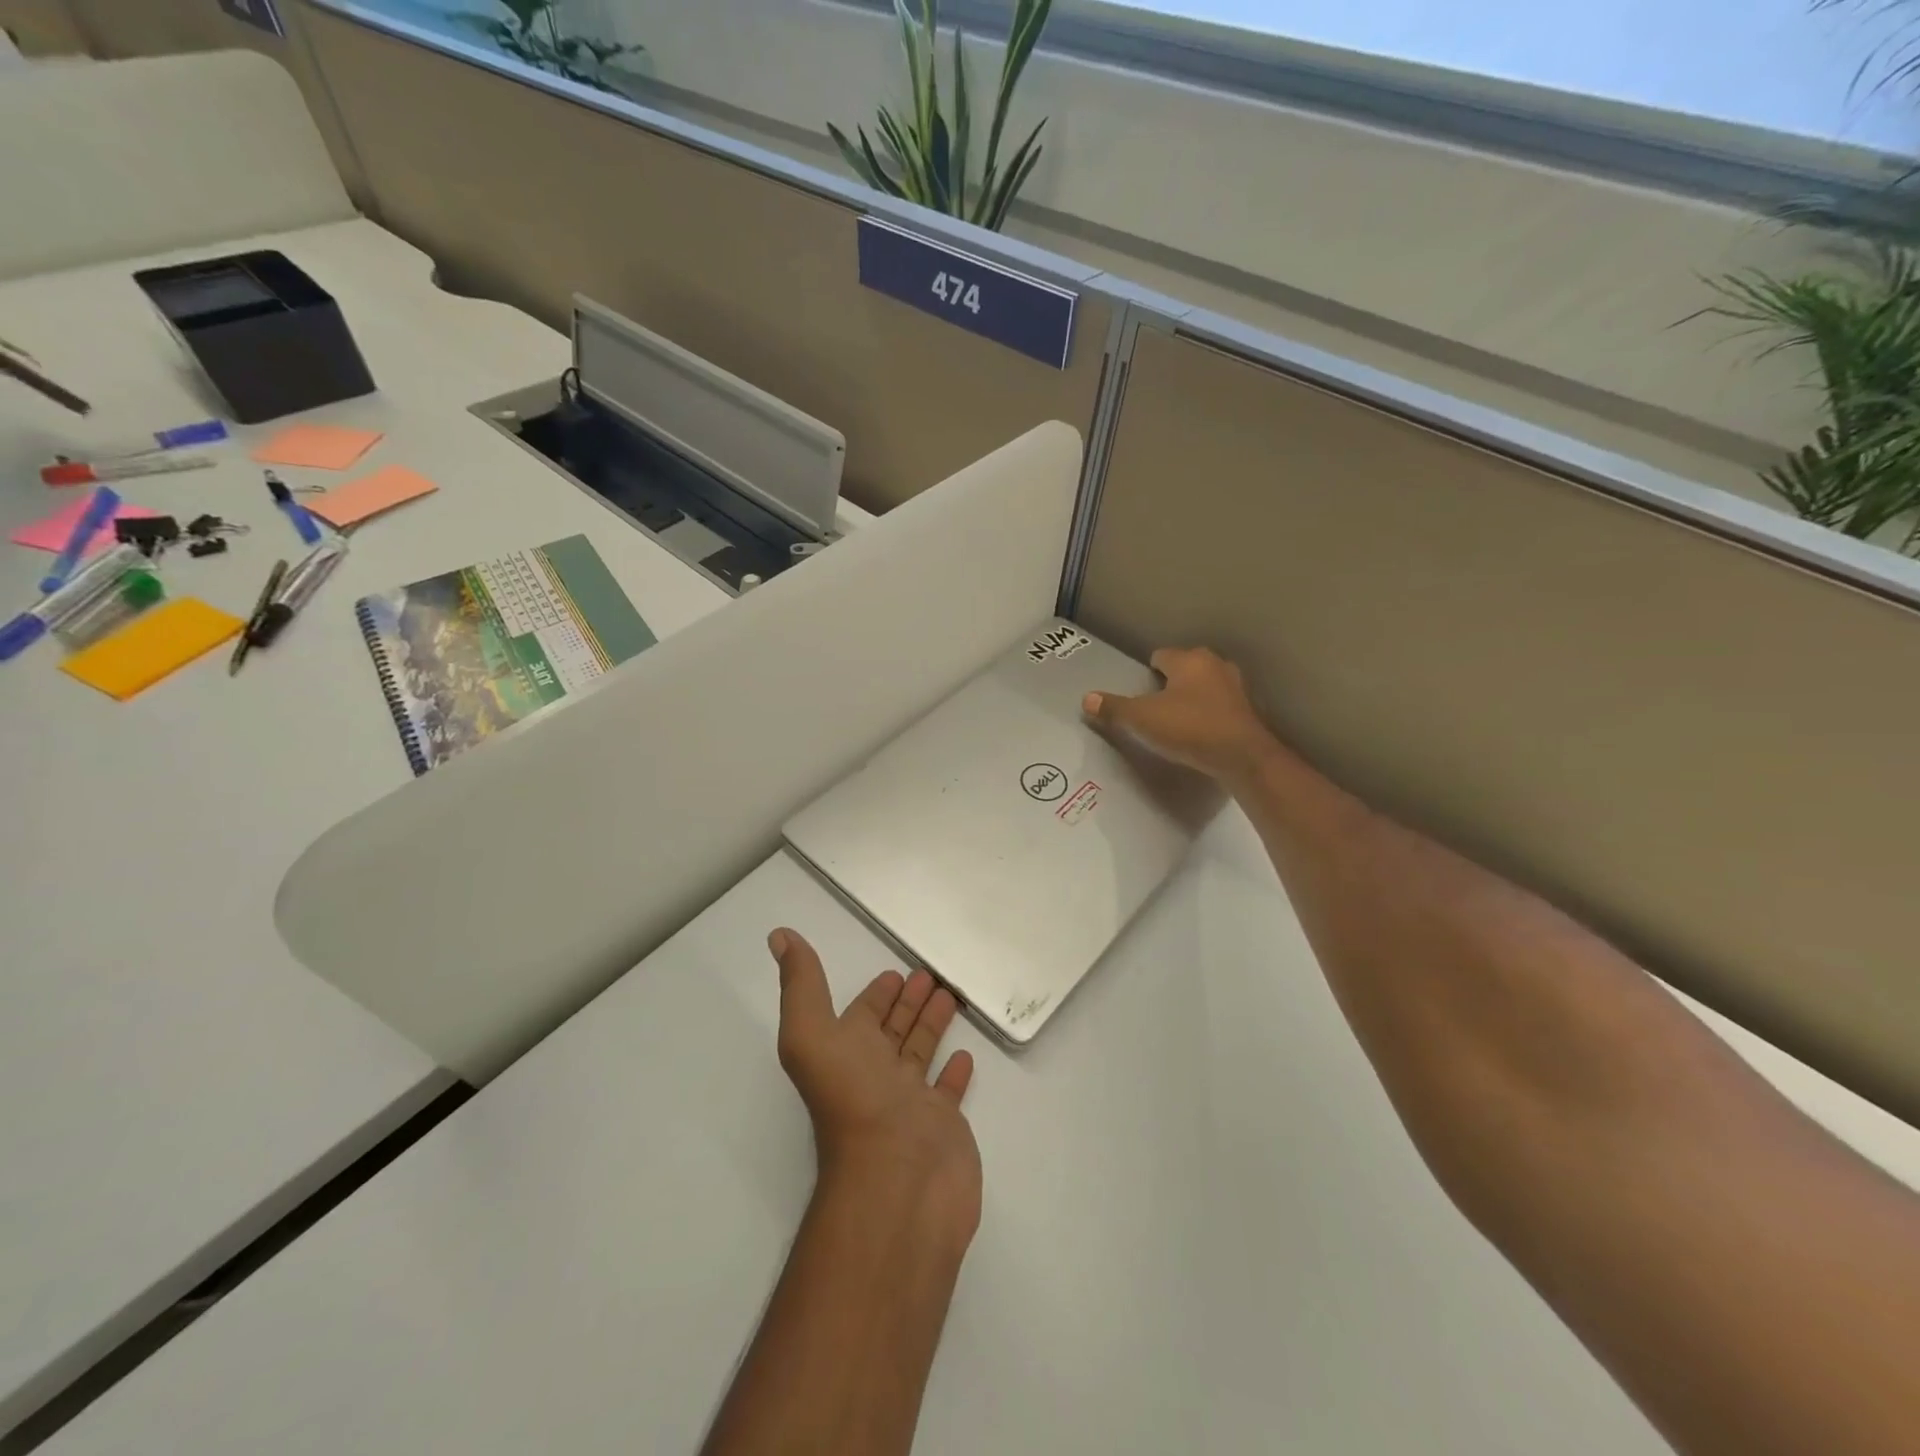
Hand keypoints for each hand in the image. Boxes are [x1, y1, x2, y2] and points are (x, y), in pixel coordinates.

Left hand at [769, 929, 981, 1255]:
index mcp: (845, 1053)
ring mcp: (909, 1101)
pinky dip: (954, 1072)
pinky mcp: (942, 1123)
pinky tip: (964, 1055)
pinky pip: (948, 1090)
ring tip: (950, 996)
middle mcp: (874, 1075)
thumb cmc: (855, 1101)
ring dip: (932, 1024)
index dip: (875, 993)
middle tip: (928, 974)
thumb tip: (779, 936)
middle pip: (893, 1029)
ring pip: (920, 1052)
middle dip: (907, 1002)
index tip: (894, 971)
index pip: (862, 1013)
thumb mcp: (812, 1034)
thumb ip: (801, 985)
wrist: (897, 1181)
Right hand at [1083, 646, 1276, 785]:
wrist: (1241, 757)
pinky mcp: (1246, 711)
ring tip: (1175, 720)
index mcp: (1189, 660)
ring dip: (1191, 698)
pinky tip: (1198, 732)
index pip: (1161, 655)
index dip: (1147, 672)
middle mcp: (1215, 665)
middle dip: (1170, 683)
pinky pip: (1219, 706)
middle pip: (1185, 668)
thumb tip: (1086, 698)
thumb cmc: (1189, 728)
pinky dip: (1208, 714)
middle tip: (1153, 706)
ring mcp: (1235, 687)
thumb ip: (1114, 708)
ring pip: (1204, 686)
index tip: (1139, 692)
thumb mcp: (1143, 719)